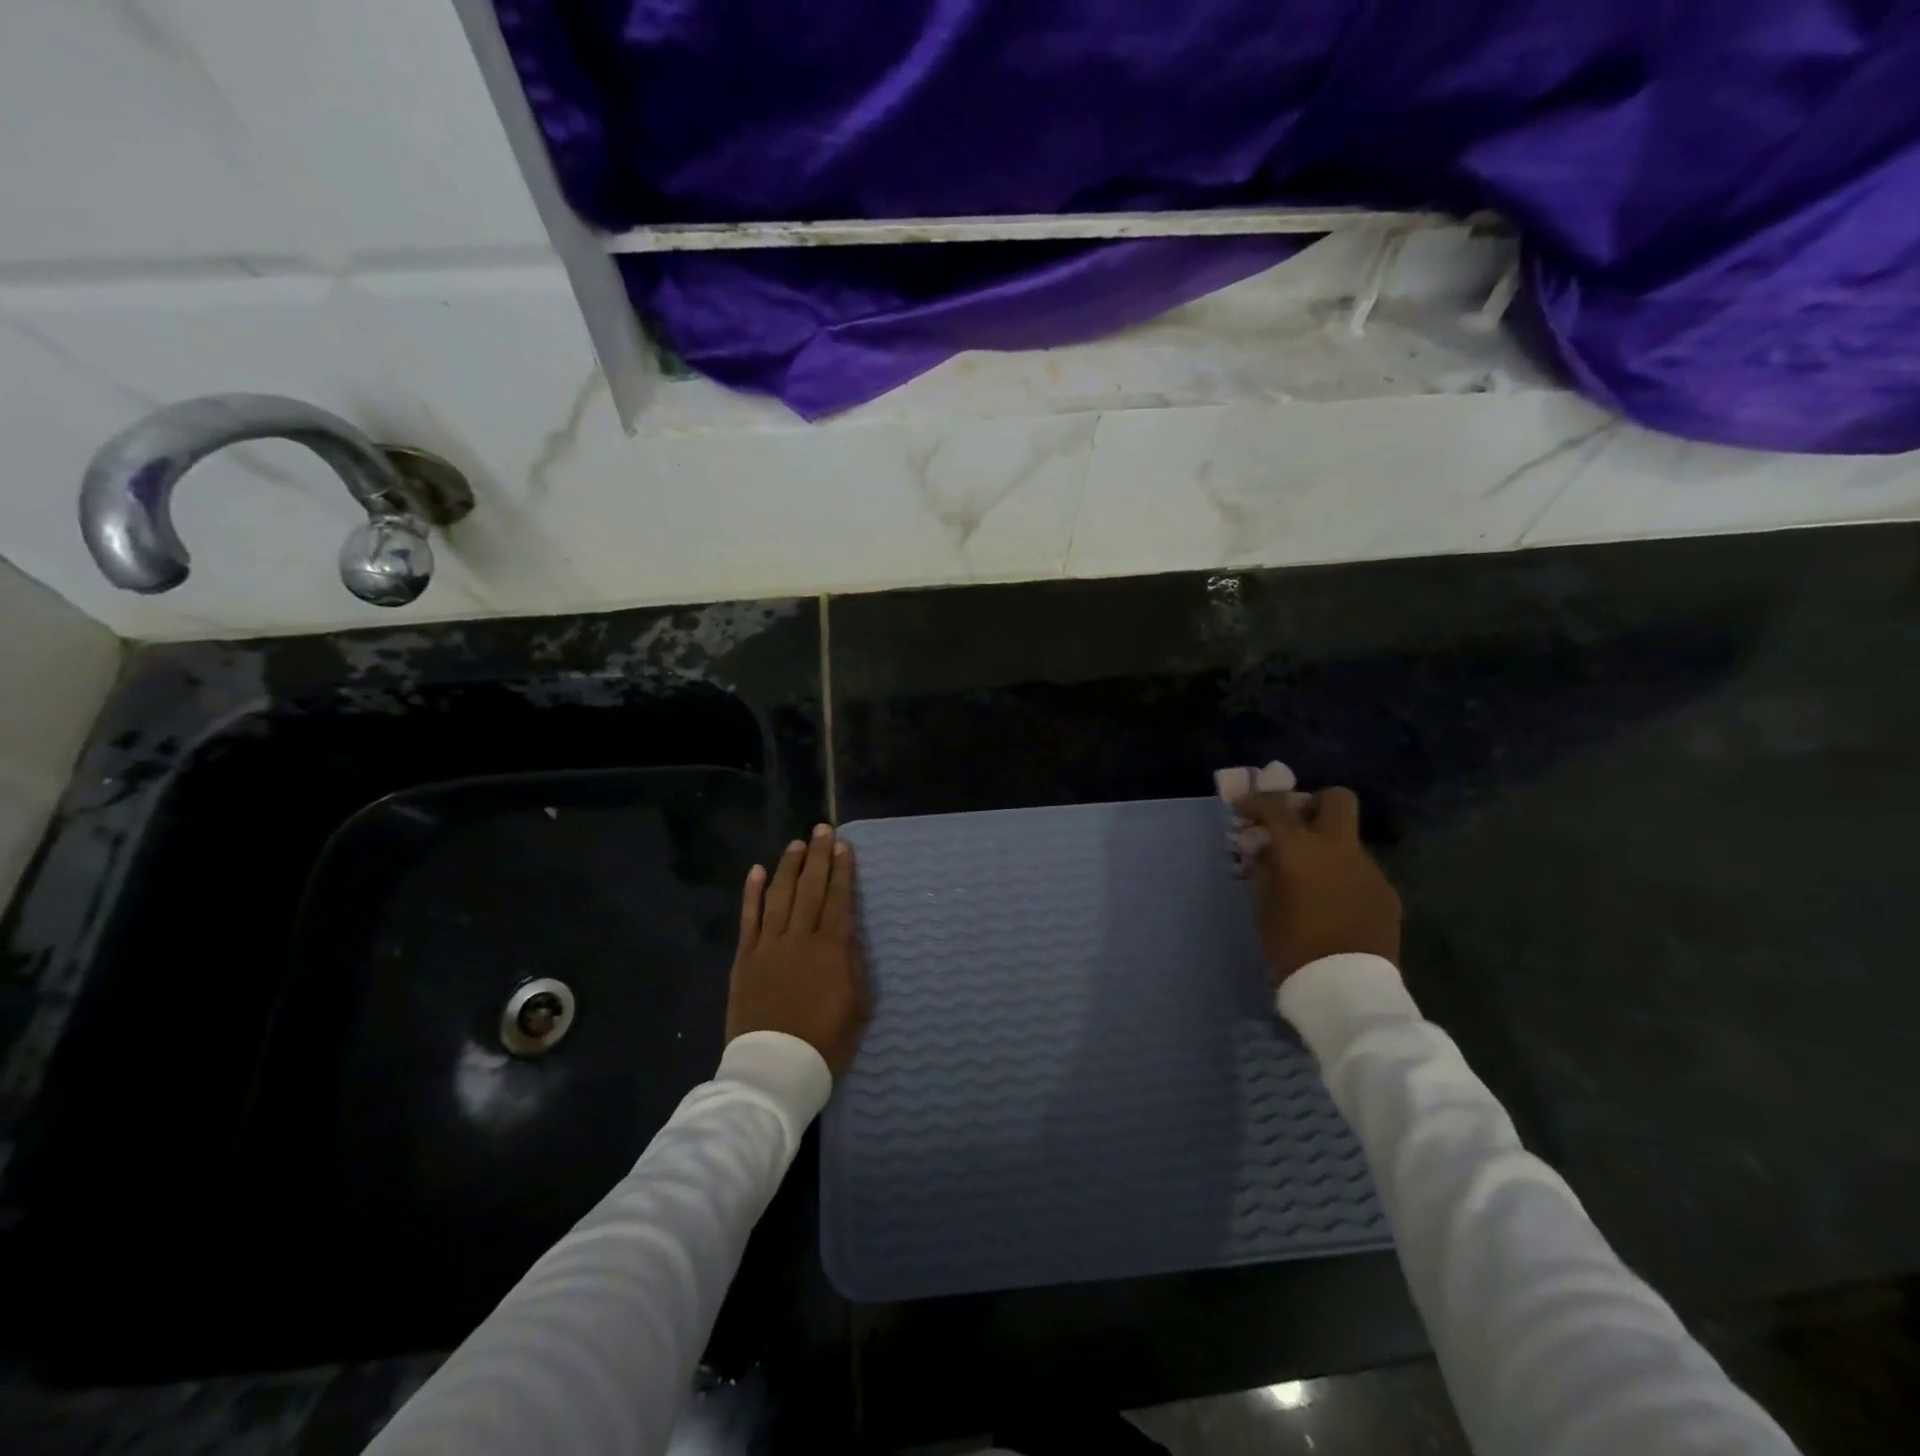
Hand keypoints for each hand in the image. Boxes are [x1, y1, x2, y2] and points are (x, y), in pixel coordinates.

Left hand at [726, 824, 869, 1076]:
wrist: (776, 1068)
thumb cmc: (826, 1040)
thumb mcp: (858, 1005)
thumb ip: (853, 963)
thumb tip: (847, 934)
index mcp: (831, 949)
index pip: (838, 899)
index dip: (842, 870)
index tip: (843, 846)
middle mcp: (800, 938)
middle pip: (810, 888)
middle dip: (818, 856)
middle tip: (821, 829)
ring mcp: (769, 946)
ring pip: (780, 895)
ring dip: (789, 867)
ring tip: (796, 845)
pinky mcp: (745, 958)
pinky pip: (749, 918)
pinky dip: (753, 893)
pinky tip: (758, 871)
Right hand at [1232, 786, 1401, 984]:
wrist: (1346, 988)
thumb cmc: (1292, 944)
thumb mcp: (1263, 906)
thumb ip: (1263, 870)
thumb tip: (1264, 852)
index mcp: (1301, 848)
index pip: (1276, 807)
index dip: (1256, 802)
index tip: (1244, 808)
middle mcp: (1339, 848)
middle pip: (1337, 799)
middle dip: (1314, 804)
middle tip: (1295, 826)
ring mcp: (1369, 869)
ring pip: (1348, 840)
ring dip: (1328, 847)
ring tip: (1309, 877)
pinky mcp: (1386, 893)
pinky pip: (1360, 870)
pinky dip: (1343, 875)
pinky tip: (1332, 902)